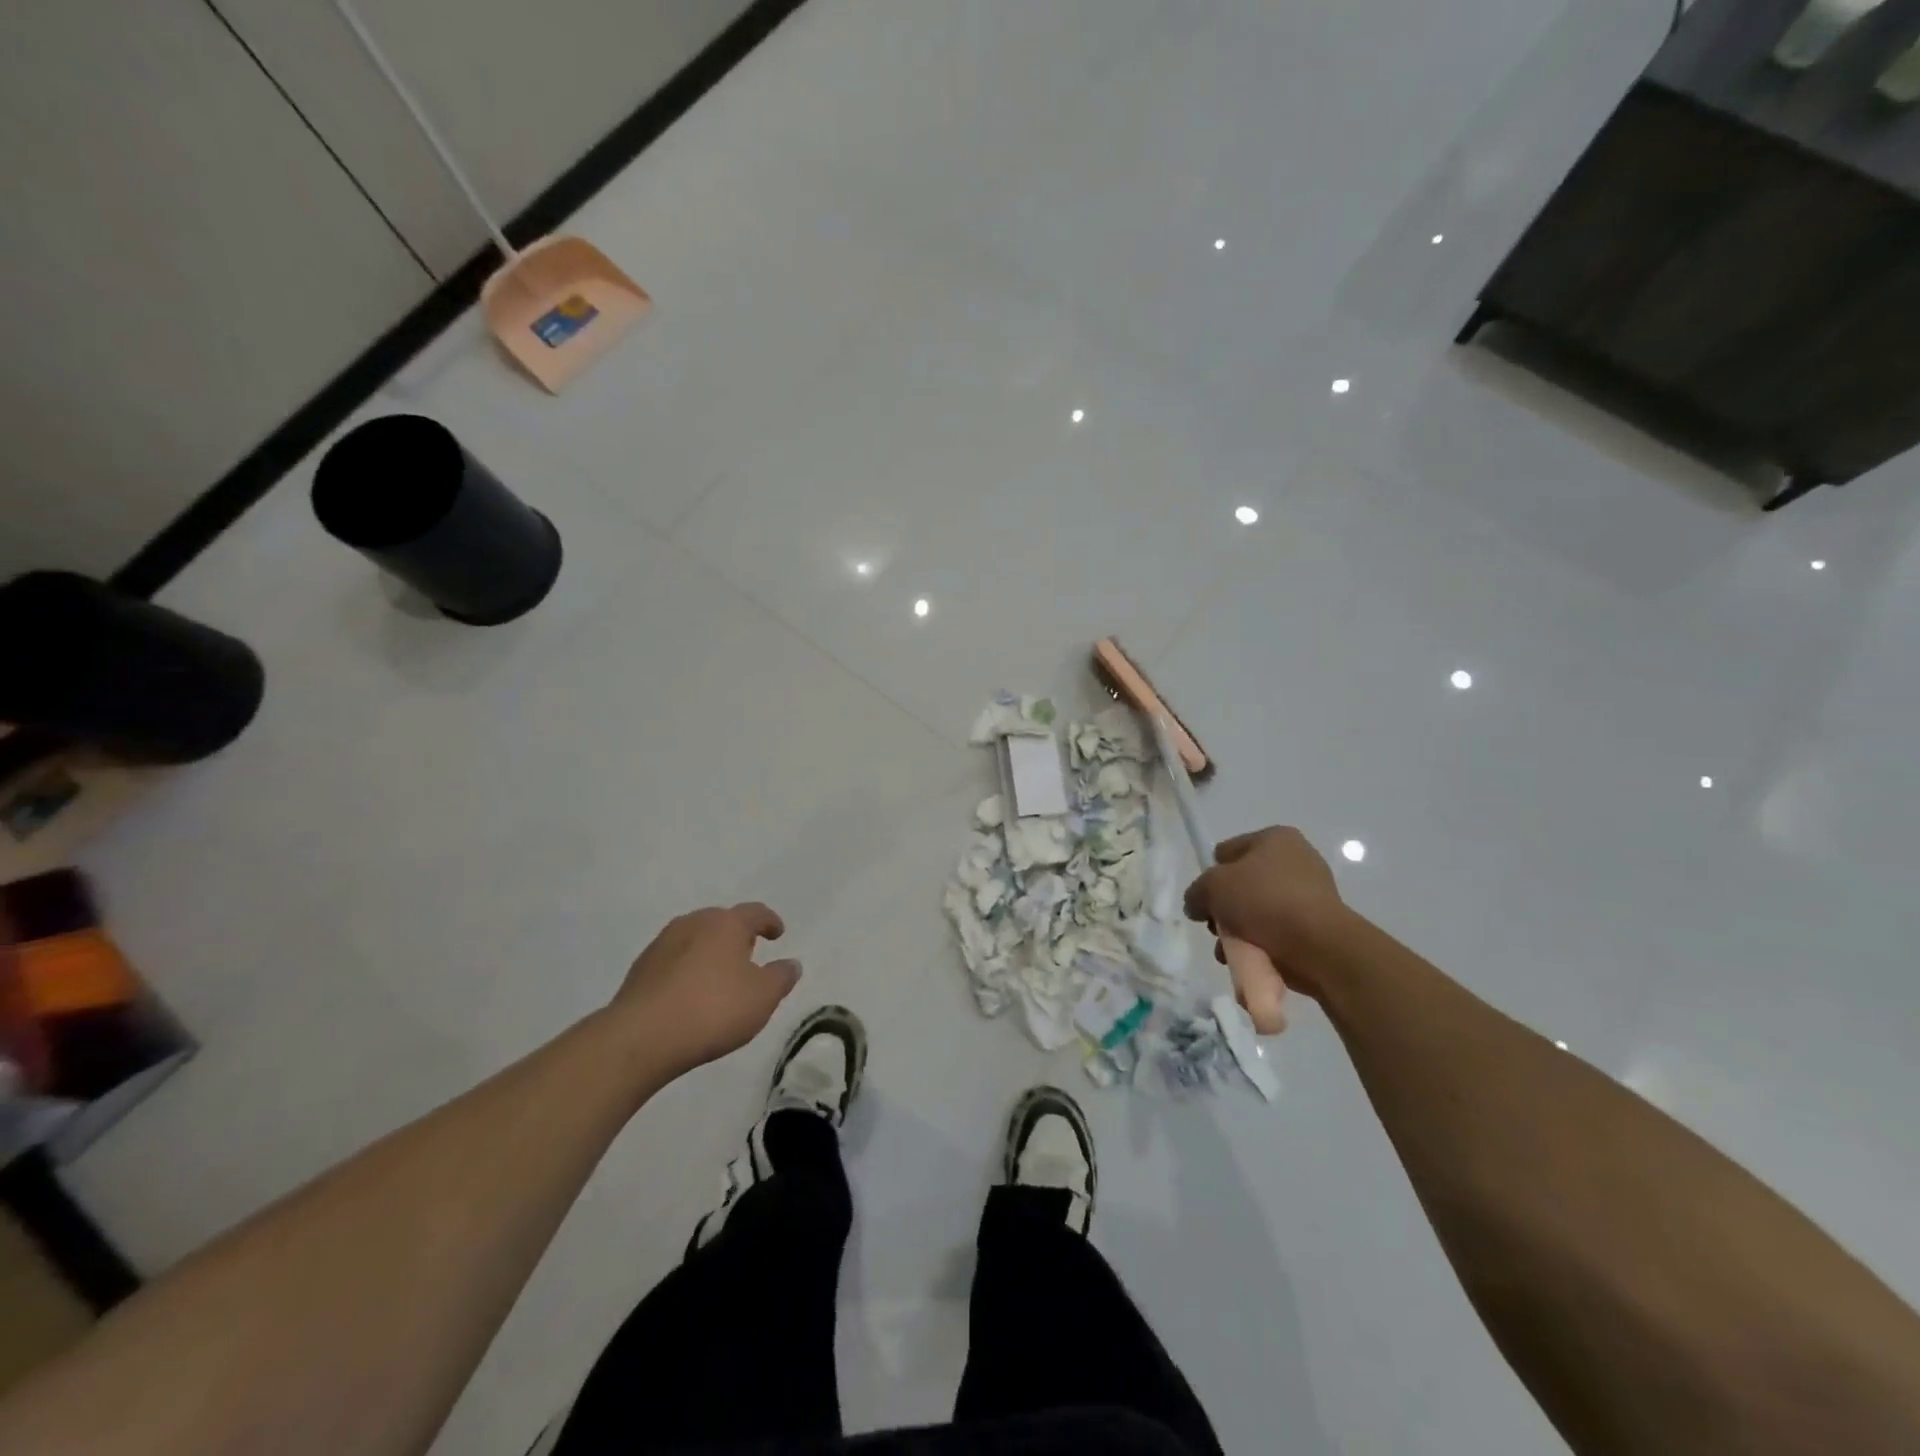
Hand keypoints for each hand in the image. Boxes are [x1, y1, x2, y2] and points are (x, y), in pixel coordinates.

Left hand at [612, 904, 799, 1075]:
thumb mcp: (762, 997)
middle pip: (721, 921)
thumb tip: (791, 964)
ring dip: (709, 952)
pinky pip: (673, 961)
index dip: (769, 922)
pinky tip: (689, 994)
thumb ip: (781, 977)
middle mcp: (693, 923)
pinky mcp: (640, 969)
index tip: (778, 933)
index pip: (755, 912)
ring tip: (718, 976)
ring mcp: (662, 944)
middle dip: (737, 935)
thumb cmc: (713, 1010)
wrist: (641, 1038)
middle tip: (749, 954)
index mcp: (726, 923)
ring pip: (694, 939)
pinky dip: (686, 970)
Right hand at [1183, 827, 1350, 999]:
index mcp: (1276, 838)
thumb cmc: (1263, 901)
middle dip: (1225, 907)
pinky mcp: (1317, 927)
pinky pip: (1277, 931)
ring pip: (1257, 911)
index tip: (1207, 897)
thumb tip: (1197, 906)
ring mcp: (1310, 895)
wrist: (1317, 946)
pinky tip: (1250, 957)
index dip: (1213, 872)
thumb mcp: (1212, 887)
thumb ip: (1196, 892)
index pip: (1229, 850)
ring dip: (1238, 930)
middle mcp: (1297, 860)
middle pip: (1243, 883)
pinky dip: (1260, 944)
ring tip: (1229, 949)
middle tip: (1216, 926)